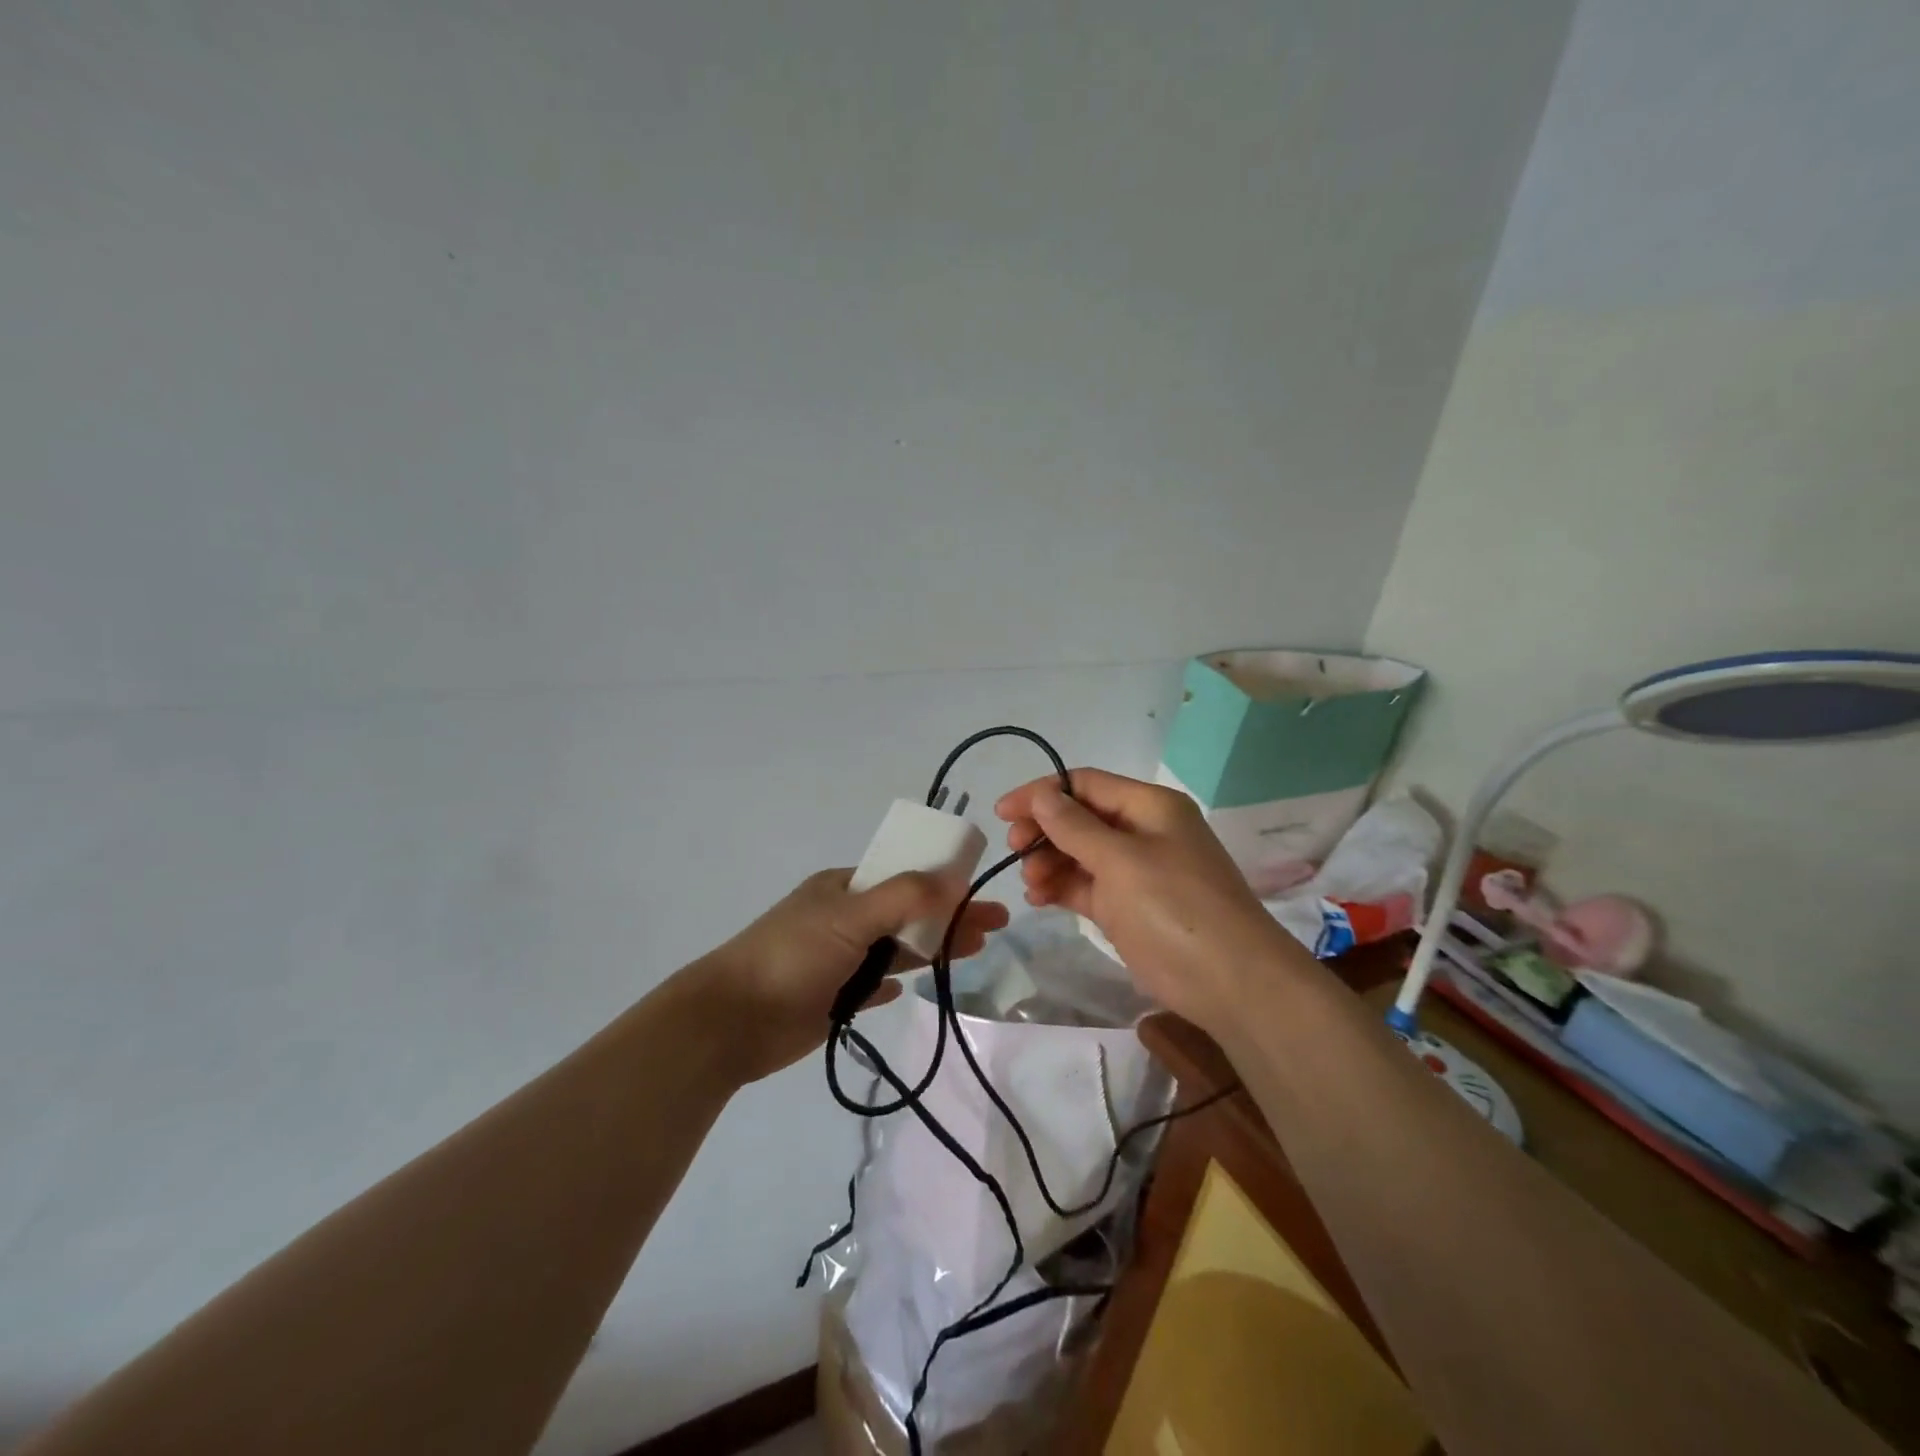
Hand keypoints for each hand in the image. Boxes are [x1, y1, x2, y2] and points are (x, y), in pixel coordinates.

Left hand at [697, 868, 1009, 1083]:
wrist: (732, 1020)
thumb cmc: (792, 956)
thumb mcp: (850, 915)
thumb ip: (905, 897)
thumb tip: (955, 879)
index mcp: (844, 888)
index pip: (905, 877)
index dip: (944, 882)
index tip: (980, 891)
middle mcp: (844, 918)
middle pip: (909, 913)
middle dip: (951, 916)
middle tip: (995, 925)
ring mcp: (839, 959)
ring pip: (897, 949)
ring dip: (933, 947)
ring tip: (975, 949)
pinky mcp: (834, 998)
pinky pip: (875, 985)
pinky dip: (894, 982)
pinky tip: (911, 986)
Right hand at [995, 769, 1291, 1036]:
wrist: (1232, 983)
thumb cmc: (1175, 908)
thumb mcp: (1120, 861)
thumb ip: (1075, 827)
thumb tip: (1042, 794)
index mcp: (1149, 806)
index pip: (1085, 784)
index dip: (1042, 793)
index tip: (1002, 813)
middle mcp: (1143, 832)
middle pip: (1080, 818)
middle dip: (1044, 831)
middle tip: (1015, 851)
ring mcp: (1137, 872)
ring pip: (1080, 854)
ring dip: (1050, 862)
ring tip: (1032, 885)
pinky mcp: (1130, 907)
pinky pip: (1087, 886)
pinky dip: (1063, 888)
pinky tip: (1040, 898)